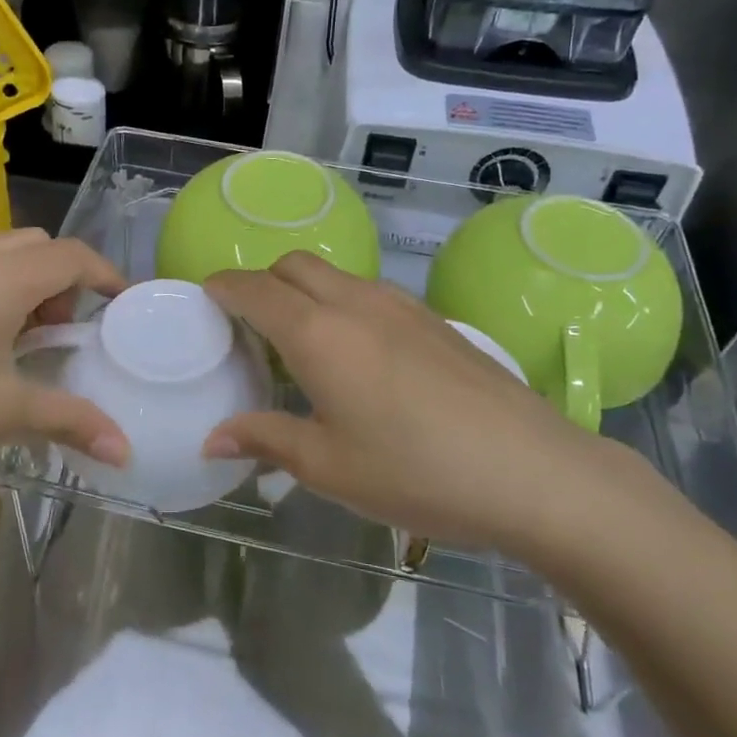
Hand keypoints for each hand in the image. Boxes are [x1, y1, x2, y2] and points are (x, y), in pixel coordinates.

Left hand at [0, 229, 130, 489]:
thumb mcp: (1, 414)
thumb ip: (70, 423)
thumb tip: (125, 450)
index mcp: (2, 279)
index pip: (73, 256)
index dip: (107, 276)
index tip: (125, 306)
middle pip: (36, 247)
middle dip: (64, 281)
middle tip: (62, 333)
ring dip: (23, 288)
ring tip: (18, 345)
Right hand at [202, 252, 649, 555]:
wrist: (532, 471)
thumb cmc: (416, 471)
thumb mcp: (328, 467)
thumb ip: (265, 440)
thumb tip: (213, 439)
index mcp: (317, 333)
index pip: (253, 289)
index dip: (222, 287)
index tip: (204, 298)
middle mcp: (355, 302)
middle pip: (292, 265)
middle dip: (261, 281)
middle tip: (248, 326)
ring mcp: (401, 305)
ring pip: (334, 273)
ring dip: (303, 290)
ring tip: (299, 340)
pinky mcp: (435, 319)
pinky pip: (369, 291)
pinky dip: (341, 302)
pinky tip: (356, 353)